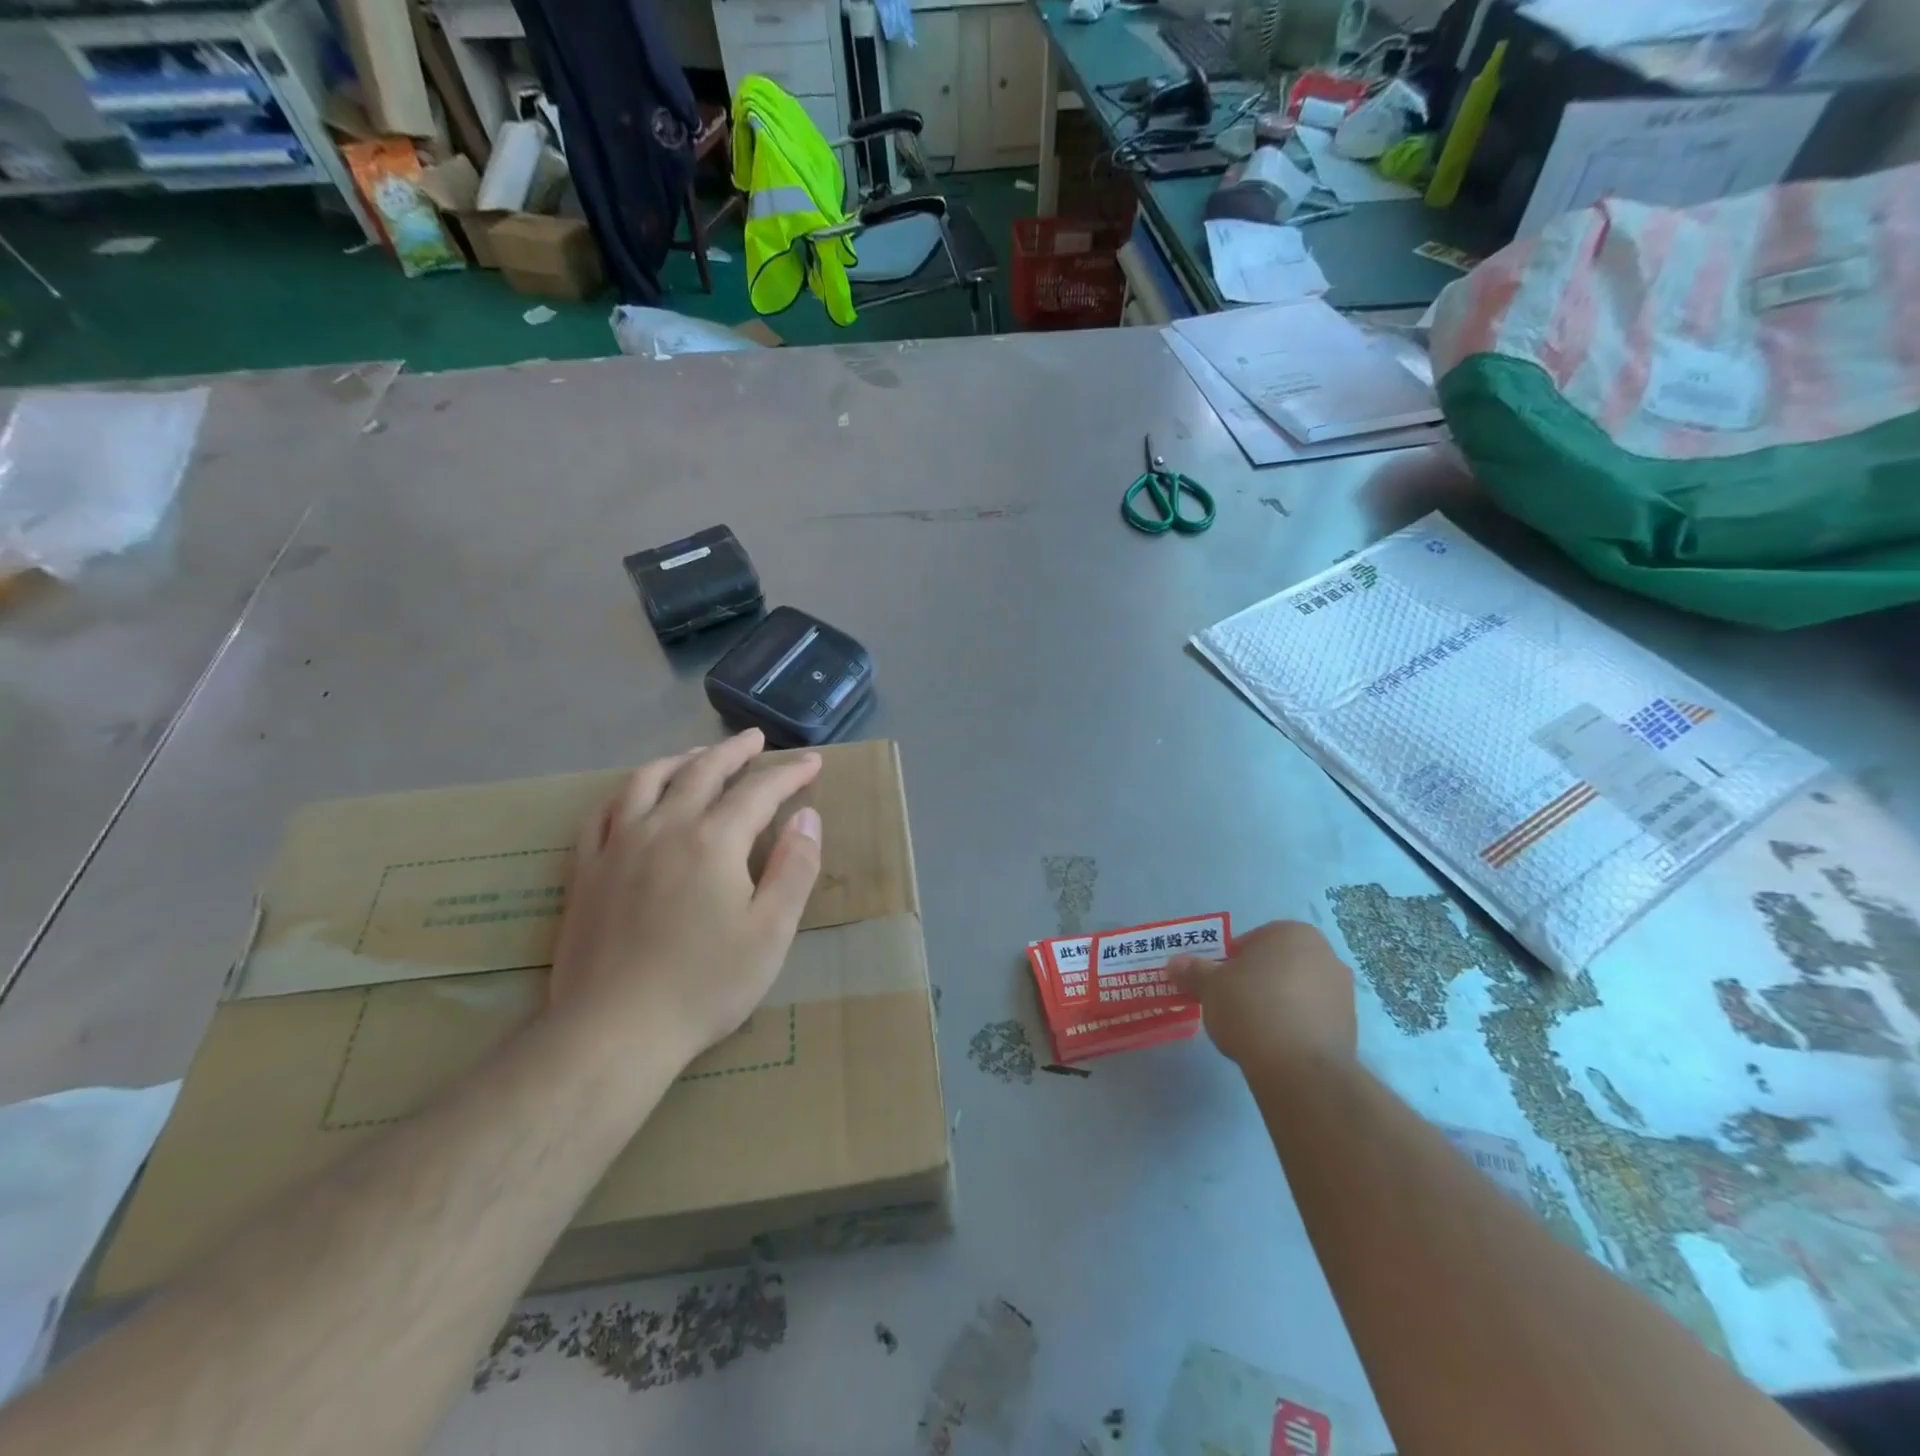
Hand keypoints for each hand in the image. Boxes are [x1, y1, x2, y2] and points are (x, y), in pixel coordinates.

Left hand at [549, 729, 823, 1064]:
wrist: (614, 1031)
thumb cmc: (705, 984)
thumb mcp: (771, 932)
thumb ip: (794, 868)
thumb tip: (807, 817)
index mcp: (713, 841)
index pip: (759, 791)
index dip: (789, 774)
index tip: (811, 763)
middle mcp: (664, 827)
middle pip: (702, 771)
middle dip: (734, 752)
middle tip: (755, 740)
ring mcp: (618, 845)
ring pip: (648, 780)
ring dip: (680, 760)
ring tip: (698, 755)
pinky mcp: (586, 869)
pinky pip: (603, 812)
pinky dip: (626, 791)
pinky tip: (635, 796)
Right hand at [1168, 920, 1355, 1068]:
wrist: (1300, 1067)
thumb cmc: (1251, 1007)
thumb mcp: (1210, 986)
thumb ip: (1193, 971)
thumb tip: (1175, 964)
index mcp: (1292, 933)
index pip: (1252, 940)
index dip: (1230, 962)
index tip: (1218, 984)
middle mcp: (1325, 954)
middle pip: (1278, 964)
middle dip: (1257, 980)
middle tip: (1233, 1004)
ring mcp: (1343, 991)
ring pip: (1297, 990)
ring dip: (1278, 1003)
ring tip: (1254, 1029)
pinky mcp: (1351, 1027)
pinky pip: (1312, 1018)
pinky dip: (1295, 1026)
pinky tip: (1276, 1045)